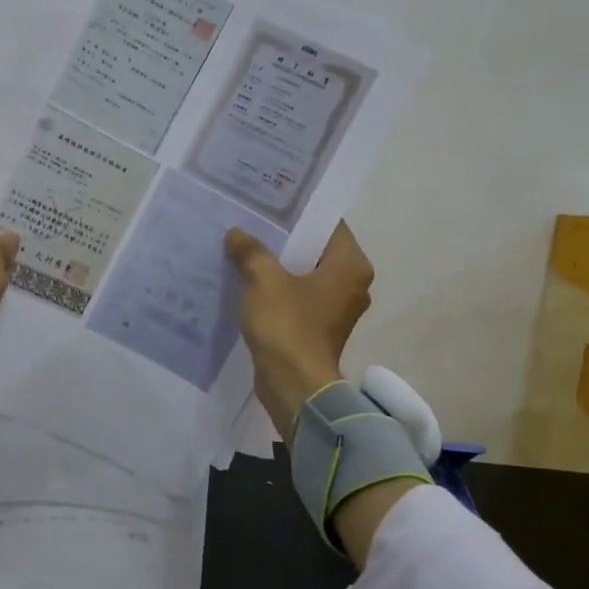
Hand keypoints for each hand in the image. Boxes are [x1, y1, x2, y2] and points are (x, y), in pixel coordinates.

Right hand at [225, 221, 374, 441]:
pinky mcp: (318, 327)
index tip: (270, 202)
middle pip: (315, 248)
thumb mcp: (263, 279)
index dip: (298, 212)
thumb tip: (236, 234)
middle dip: (284, 237)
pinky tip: (248, 278)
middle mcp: (352, 283)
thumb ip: (251, 251)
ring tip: (245, 246)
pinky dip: (277, 288)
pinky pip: (297, 296)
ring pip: (304, 273)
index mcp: (351, 266)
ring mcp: (336, 308)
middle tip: (251, 220)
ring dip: (278, 263)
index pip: (327, 224)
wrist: (294, 386)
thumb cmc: (288, 325)